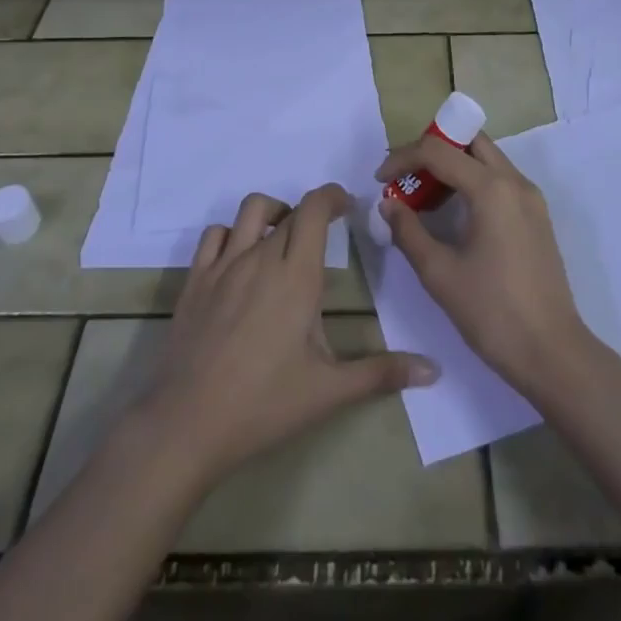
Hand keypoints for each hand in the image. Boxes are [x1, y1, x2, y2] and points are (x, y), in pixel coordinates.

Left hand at [133, 185, 437, 485]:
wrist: (187, 424)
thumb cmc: (264, 405)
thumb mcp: (329, 391)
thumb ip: (382, 373)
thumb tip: (434, 370)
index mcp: (297, 274)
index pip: (316, 208)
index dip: (333, 196)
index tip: (347, 207)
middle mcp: (262, 256)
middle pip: (289, 210)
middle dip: (311, 213)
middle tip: (324, 235)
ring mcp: (224, 265)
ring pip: (250, 211)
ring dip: (272, 213)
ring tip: (282, 238)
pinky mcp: (195, 280)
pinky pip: (214, 235)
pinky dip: (232, 234)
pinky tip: (239, 259)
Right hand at [375, 134, 596, 394]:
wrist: (553, 354)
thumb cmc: (493, 313)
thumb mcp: (439, 274)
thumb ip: (408, 232)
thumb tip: (388, 204)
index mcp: (492, 188)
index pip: (438, 150)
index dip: (403, 158)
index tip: (380, 180)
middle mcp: (515, 181)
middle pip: (468, 141)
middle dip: (432, 150)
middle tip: (406, 177)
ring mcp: (531, 198)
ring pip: (486, 158)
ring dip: (453, 164)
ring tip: (424, 196)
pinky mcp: (537, 216)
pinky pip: (499, 180)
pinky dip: (473, 181)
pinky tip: (455, 214)